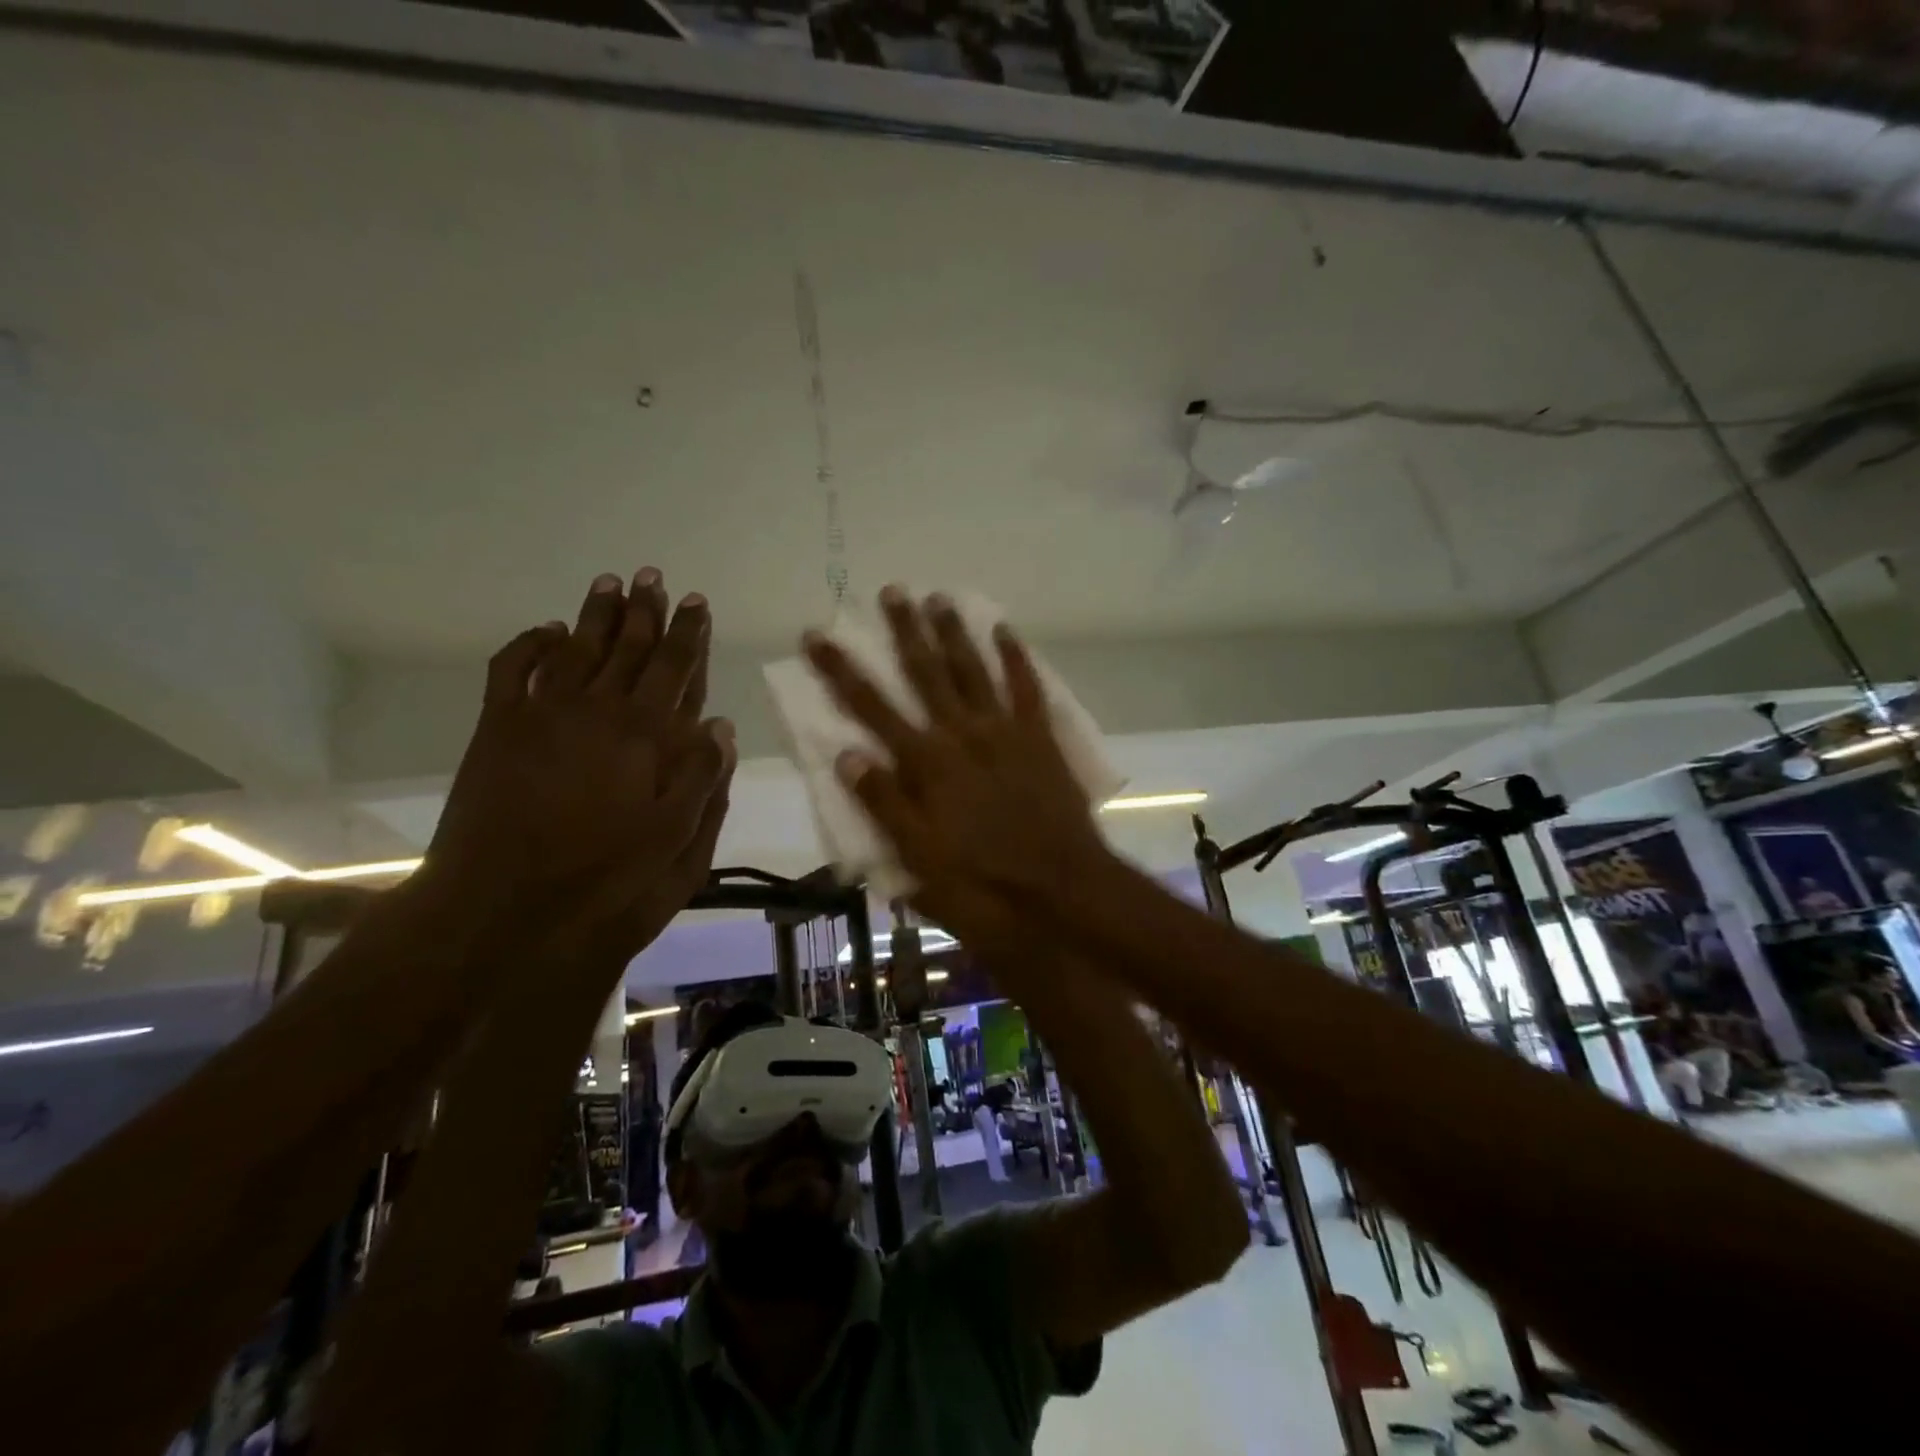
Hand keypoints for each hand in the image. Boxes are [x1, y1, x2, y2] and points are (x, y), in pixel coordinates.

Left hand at [426, 568, 734, 950]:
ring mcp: (544, 715)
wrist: (501, 910)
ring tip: (610, 582)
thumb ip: (702, 782)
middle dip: (645, 610)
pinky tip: (548, 630)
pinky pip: (513, 668)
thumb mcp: (678, 847)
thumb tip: (719, 726)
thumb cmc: (604, 884)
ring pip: (577, 647)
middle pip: (629, 647)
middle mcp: (600, 712)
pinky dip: (531, 643)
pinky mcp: (498, 728)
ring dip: (596, 614)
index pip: (676, 670)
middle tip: (653, 576)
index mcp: (648, 738)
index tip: (696, 602)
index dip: (689, 634)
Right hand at [801, 585, 1104, 927]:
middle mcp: (961, 734)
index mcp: (925, 764)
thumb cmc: (982, 885)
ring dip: (953, 632)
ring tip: (938, 598)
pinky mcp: (1040, 738)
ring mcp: (1004, 731)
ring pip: (973, 669)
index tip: (817, 635)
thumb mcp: (918, 858)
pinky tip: (1004, 630)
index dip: (840, 670)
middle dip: (904, 630)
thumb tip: (845, 753)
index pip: (871, 707)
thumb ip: (883, 803)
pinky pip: (1026, 687)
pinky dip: (1015, 657)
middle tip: (891, 591)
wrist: (1061, 892)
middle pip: (925, 672)